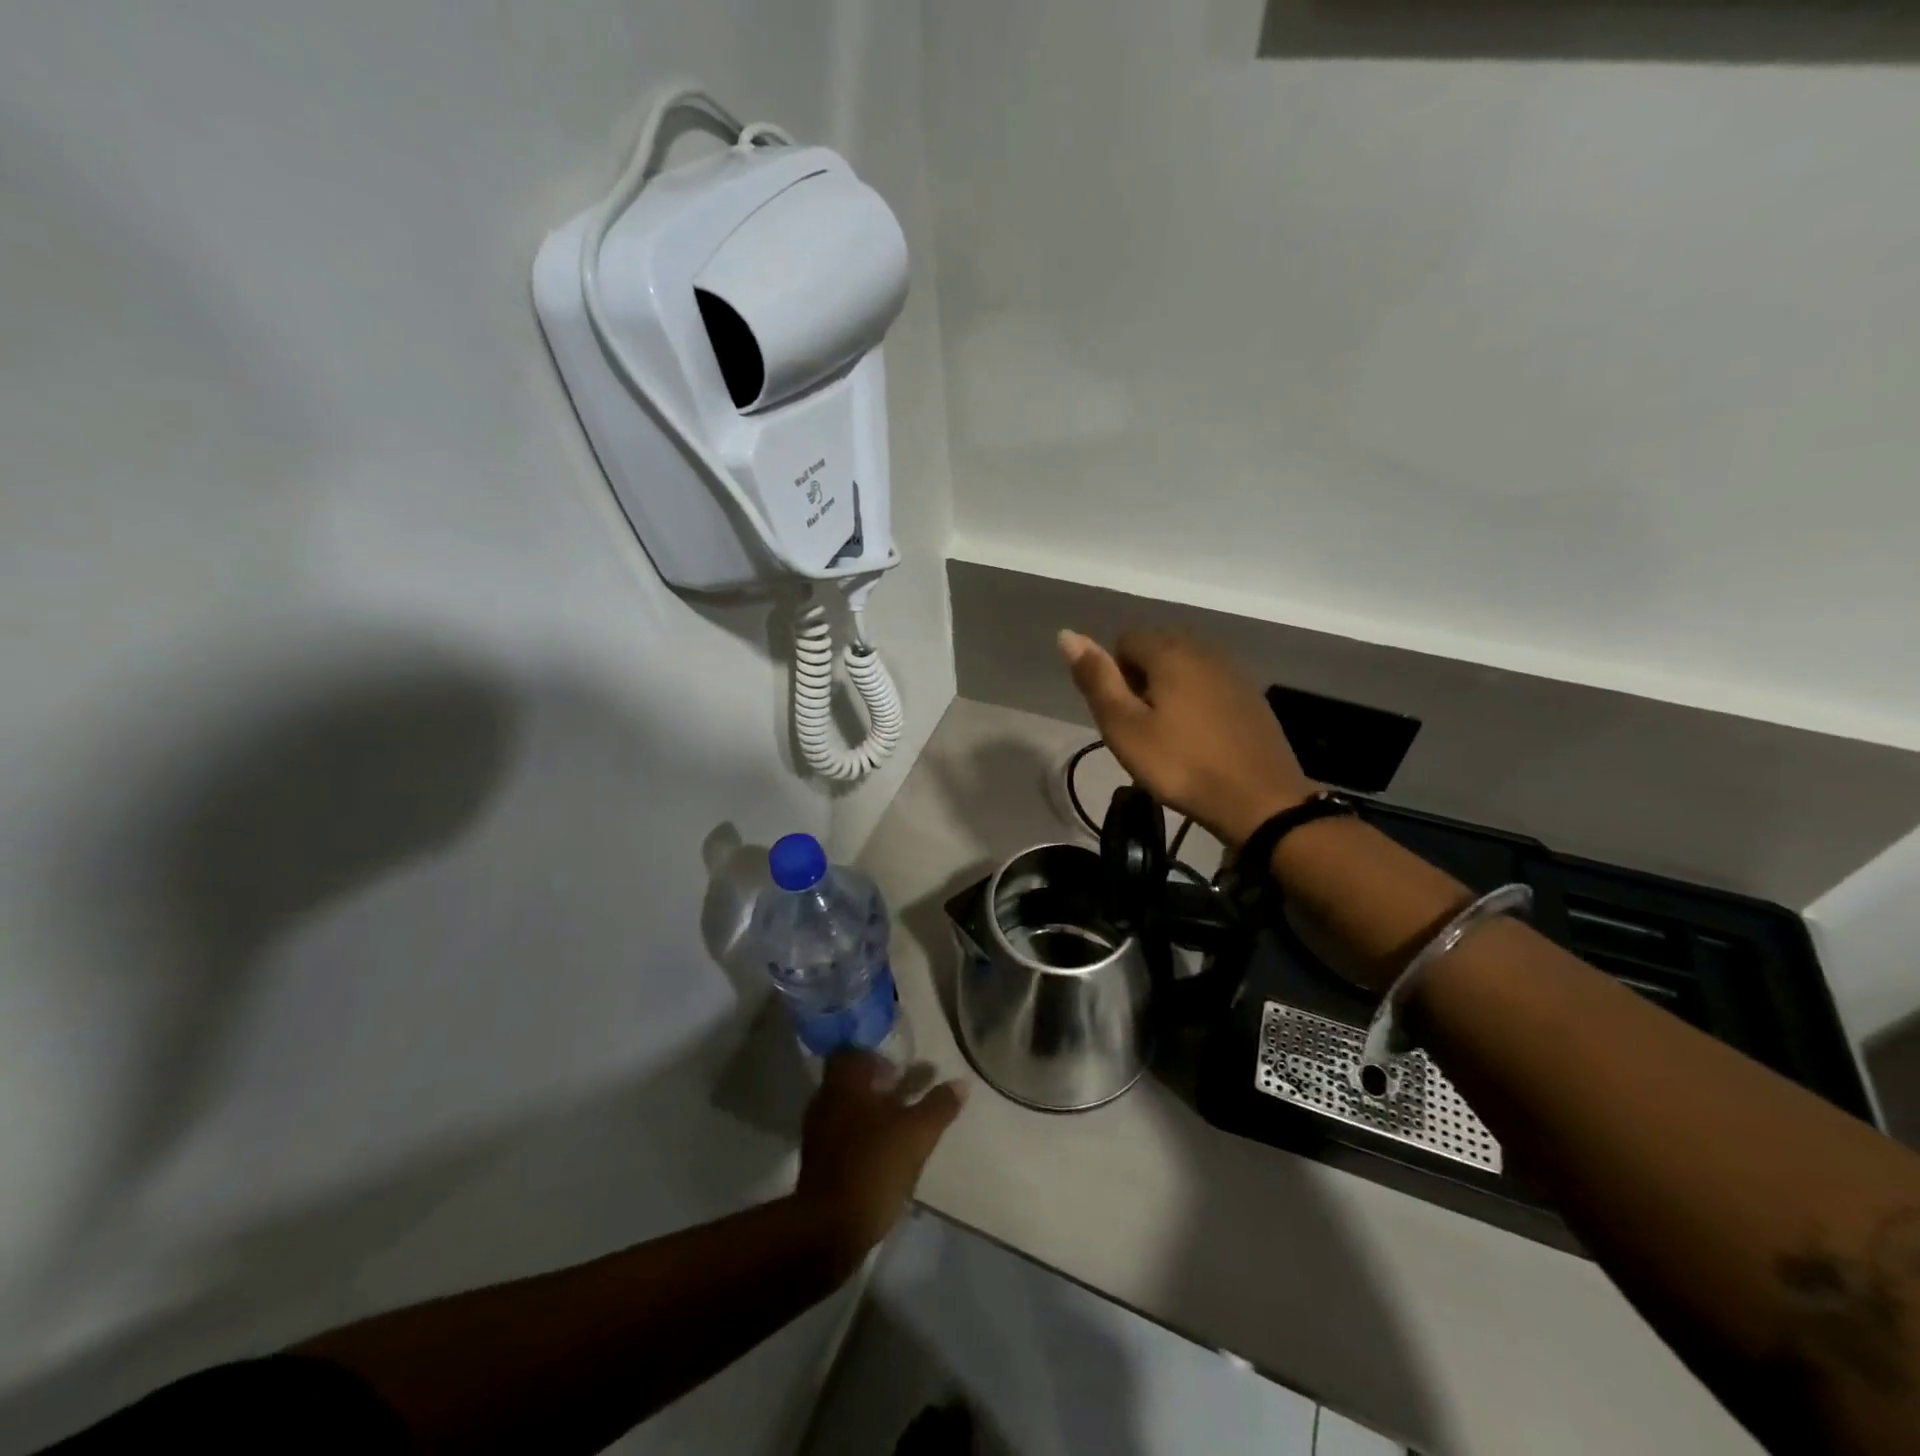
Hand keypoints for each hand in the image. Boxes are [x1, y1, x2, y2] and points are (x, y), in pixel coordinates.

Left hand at [795, 1052, 967, 1269]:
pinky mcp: (820, 1164)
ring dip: (874, 1111)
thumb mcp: (916, 1134)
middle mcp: (826, 1102)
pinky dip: (866, 1136)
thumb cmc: (872, 1167)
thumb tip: (961, 1082)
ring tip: (904, 1122)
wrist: (828, 1231)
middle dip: (880, 1084)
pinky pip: (845, 1136)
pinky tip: (887, 1151)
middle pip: (853, 1082)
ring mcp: (819, 1134)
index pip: (853, 1052)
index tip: (900, 1066)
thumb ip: (938, 1106)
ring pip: (850, 1110)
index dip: (876, 1056)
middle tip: (908, 1090)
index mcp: (844, 1085)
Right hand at [1059, 628, 1313, 848]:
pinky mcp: (1252, 697)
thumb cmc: (1181, 765)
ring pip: (1185, 669)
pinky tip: (1200, 740)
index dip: (1114, 676)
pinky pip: (1210, 686)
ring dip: (1169, 692)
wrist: (1260, 801)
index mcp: (1170, 652)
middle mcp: (1204, 650)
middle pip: (1157, 650)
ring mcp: (1234, 672)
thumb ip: (1097, 679)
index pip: (1125, 640)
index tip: (1123, 717)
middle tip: (1142, 730)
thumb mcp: (1125, 727)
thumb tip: (1067, 634)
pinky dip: (1197, 704)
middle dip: (1141, 681)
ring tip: (1170, 737)